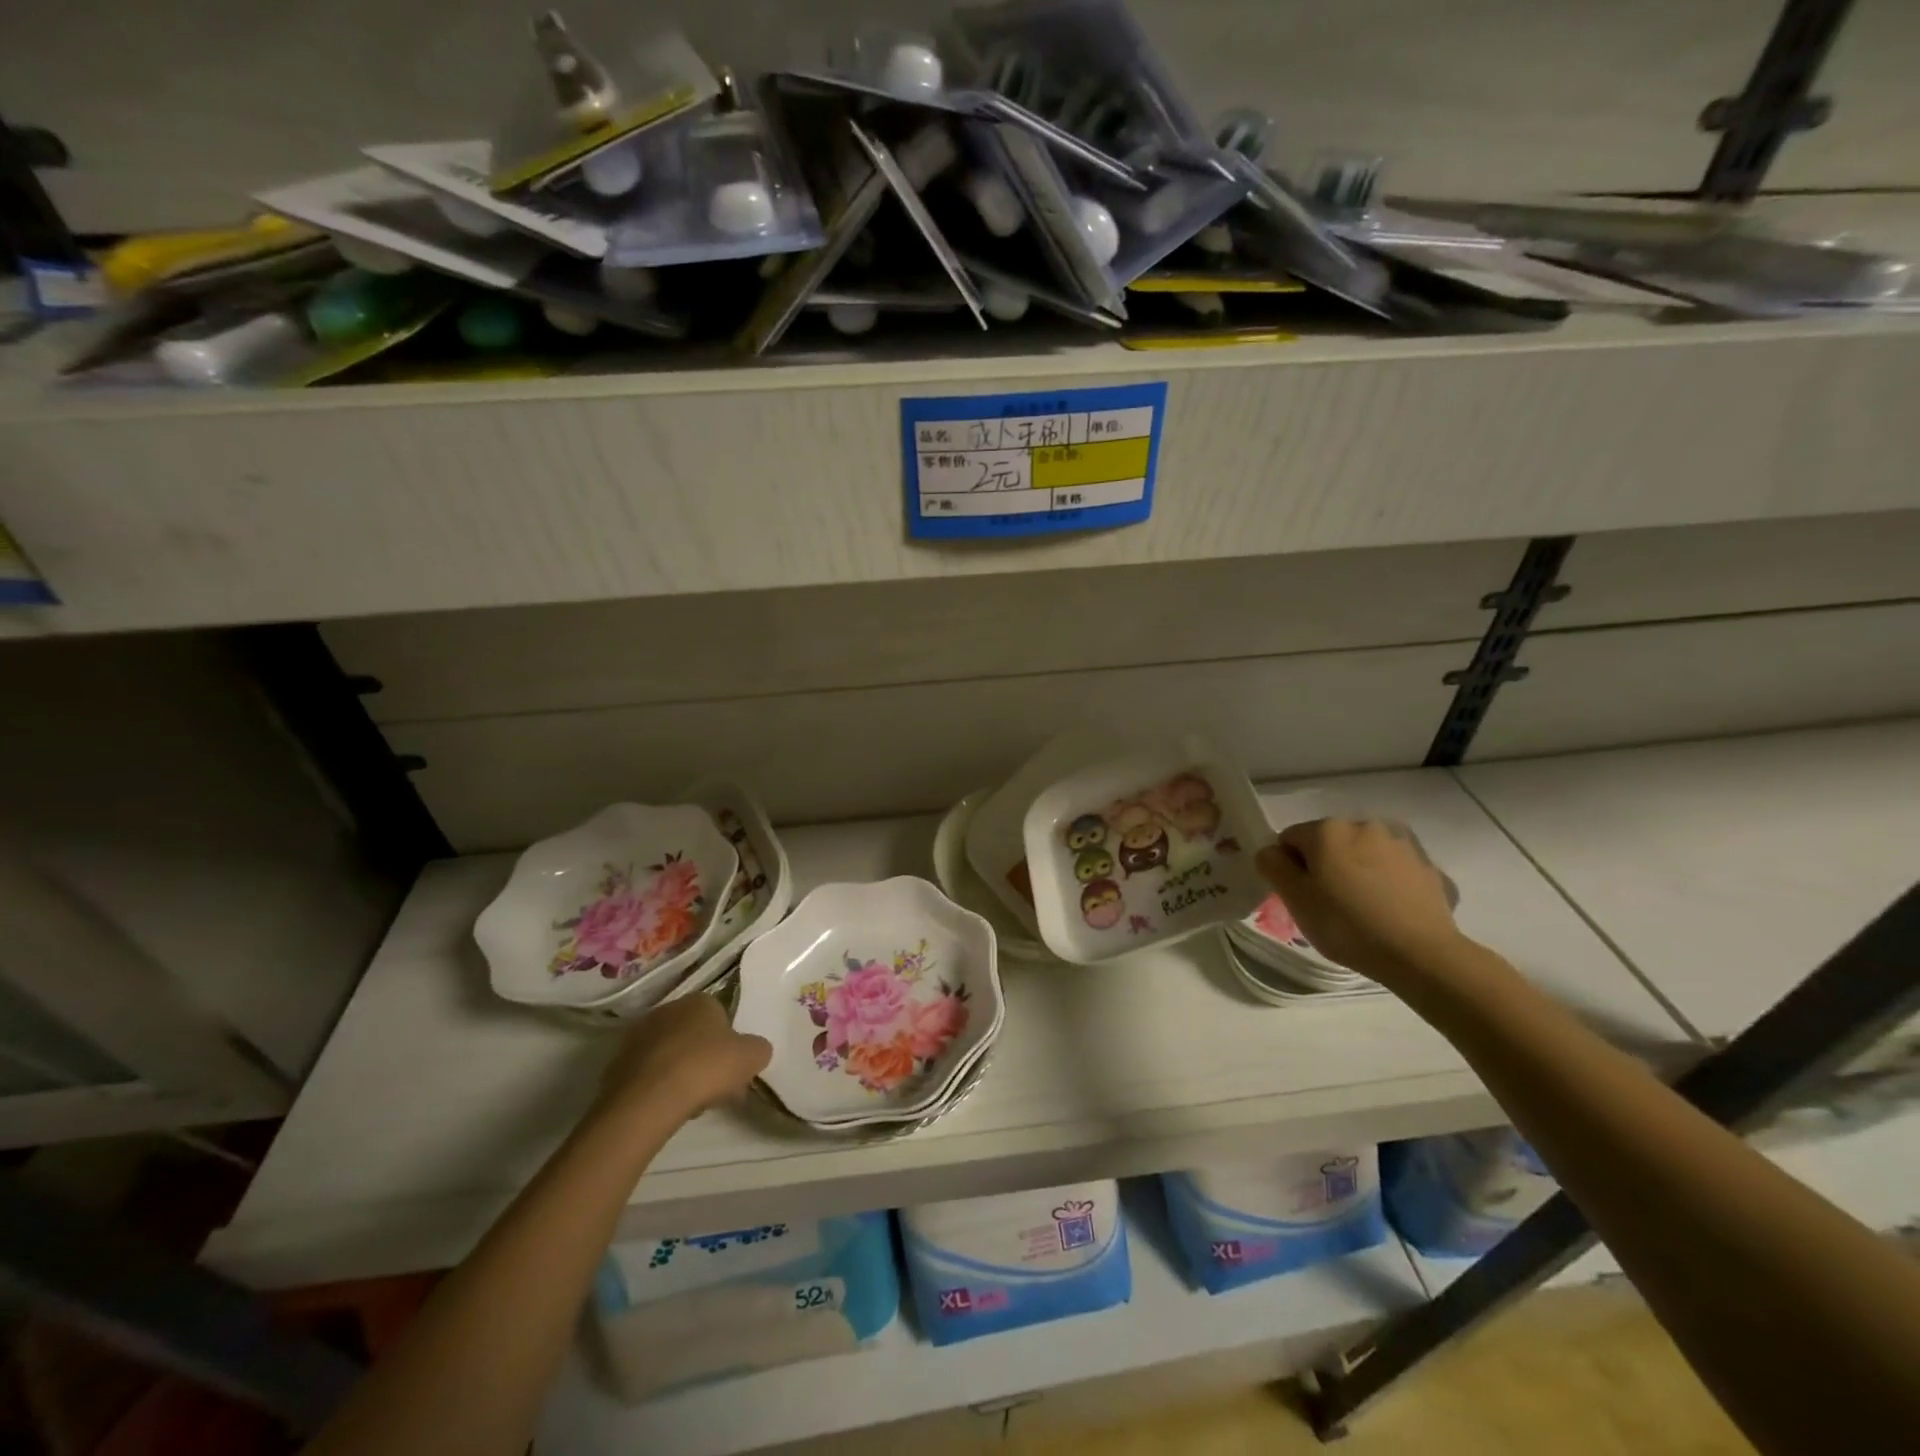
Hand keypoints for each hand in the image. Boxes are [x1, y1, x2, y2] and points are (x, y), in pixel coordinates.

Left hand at [592, 994, 771, 1127]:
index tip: (735, 1069)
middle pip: (695, 1036)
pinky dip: (660, 1087)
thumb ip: (759, 1049)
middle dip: (707, 1059)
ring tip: (693, 1104)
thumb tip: (755, 1051)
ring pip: (671, 1055)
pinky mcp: (617, 1065)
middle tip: (718, 1088)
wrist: (648, 1099)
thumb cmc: (706, 1067)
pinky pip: (649, 1074)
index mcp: (700, 1000)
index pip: (721, 1016)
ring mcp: (638, 1037)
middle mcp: (667, 1010)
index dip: (731, 1044)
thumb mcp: (752, 1056)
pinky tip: (669, 1108)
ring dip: (683, 1073)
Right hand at [1255, 818, 1466, 982]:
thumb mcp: (1295, 899)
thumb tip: (1271, 852)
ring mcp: (1400, 843)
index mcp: (1327, 830)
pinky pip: (1392, 868)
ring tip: (1362, 908)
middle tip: (1329, 904)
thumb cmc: (1346, 924)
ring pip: (1362, 853)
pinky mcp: (1426, 865)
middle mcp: (1363, 826)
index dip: (1289, 867)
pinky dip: (1385, 881)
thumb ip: (1273, 866)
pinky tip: (1388, 910)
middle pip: (1328, 842)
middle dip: (1324, 866)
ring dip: (1356, 870)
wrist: (1421, 954)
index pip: (1290, 839)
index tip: (1300, 896)